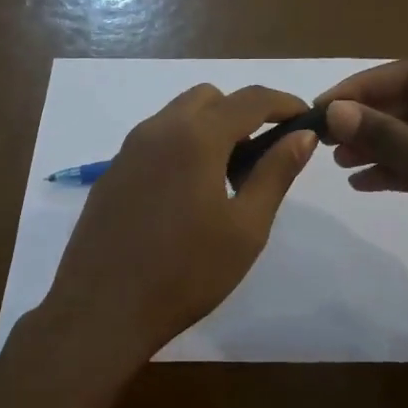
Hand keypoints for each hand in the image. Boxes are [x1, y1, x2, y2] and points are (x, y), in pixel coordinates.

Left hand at [41, 84, 318, 363]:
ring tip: (225, 178)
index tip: (305, 118)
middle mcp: (158, 130)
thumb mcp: (246, 228)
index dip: (284, 103)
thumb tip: (302, 136)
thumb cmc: (186, 273)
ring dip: (209, 128)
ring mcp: (128, 151)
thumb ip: (275, 173)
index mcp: (196, 138)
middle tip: (260, 155)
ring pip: (177, 116)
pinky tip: (186, 196)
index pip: (250, 99)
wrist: (102, 310)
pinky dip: (180, 147)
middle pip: (208, 98)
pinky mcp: (111, 174)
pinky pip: (154, 141)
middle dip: (241, 112)